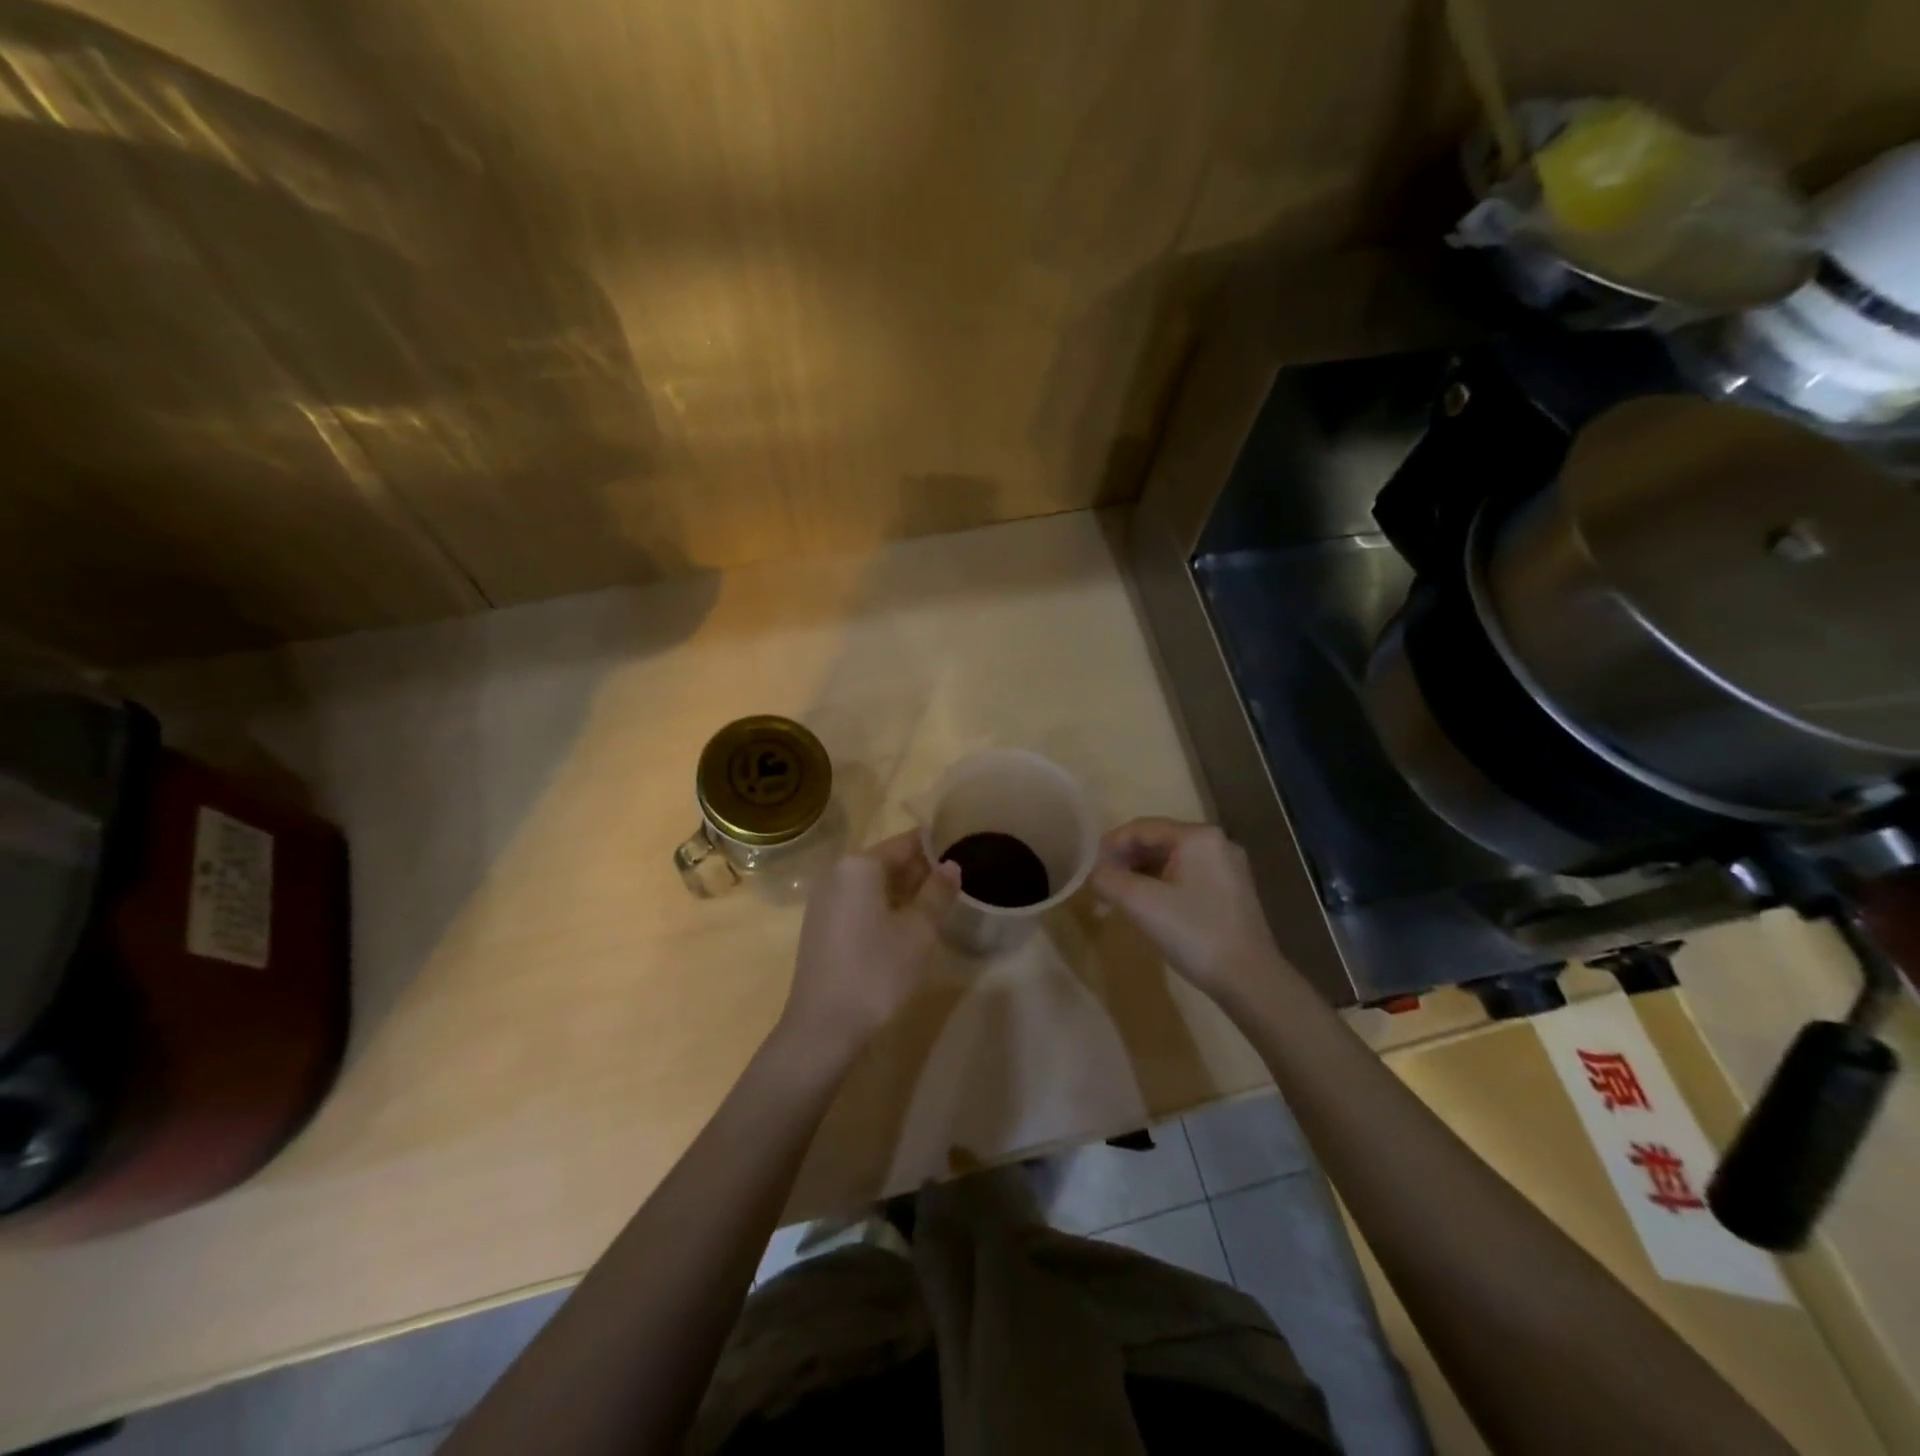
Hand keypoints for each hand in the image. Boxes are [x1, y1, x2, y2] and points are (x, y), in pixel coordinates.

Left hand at [779, 830, 961, 1056]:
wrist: (823, 1028)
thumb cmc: (876, 972)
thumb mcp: (918, 931)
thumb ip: (937, 893)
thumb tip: (951, 865)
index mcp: (858, 866)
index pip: (905, 843)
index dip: (935, 847)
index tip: (963, 851)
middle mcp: (837, 874)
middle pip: (887, 862)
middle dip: (921, 871)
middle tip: (957, 883)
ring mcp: (825, 902)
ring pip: (873, 885)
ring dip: (905, 892)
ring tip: (940, 904)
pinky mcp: (821, 927)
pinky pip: (859, 904)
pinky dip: (885, 908)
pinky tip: (908, 927)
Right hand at [1091, 818, 1293, 1004]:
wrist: (1249, 980)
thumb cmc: (1194, 933)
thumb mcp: (1141, 904)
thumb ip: (1108, 879)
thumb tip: (1094, 873)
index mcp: (1197, 836)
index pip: (1141, 828)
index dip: (1109, 846)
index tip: (1089, 870)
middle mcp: (1216, 842)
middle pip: (1157, 841)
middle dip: (1125, 861)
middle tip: (1102, 885)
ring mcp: (1227, 867)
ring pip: (1171, 860)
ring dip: (1141, 874)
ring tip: (1119, 898)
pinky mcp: (1231, 891)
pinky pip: (1186, 876)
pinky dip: (1161, 885)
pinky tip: (1148, 907)